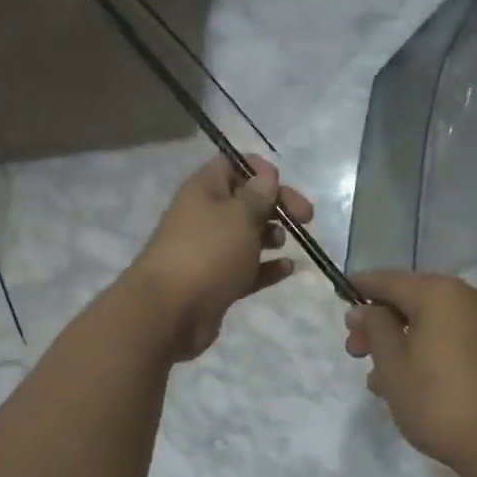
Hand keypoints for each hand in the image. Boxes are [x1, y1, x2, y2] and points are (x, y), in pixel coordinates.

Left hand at [126, 155, 314, 361]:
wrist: (170, 311)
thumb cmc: (208, 252)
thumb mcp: (239, 215)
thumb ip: (258, 196)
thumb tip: (266, 177)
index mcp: (204, 190)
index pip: (231, 165)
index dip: (258, 169)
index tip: (281, 183)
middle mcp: (204, 216)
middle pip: (245, 202)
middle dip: (275, 205)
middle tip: (306, 217)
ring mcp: (209, 252)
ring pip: (246, 236)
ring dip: (270, 235)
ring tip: (283, 243)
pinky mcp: (216, 282)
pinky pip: (247, 269)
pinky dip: (267, 268)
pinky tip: (289, 269)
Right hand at [344, 271, 476, 476]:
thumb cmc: (440, 402)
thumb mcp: (392, 365)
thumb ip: (375, 328)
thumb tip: (366, 308)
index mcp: (440, 293)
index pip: (388, 280)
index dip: (359, 288)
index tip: (338, 299)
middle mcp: (468, 297)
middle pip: (411, 298)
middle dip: (379, 322)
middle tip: (354, 352)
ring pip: (431, 321)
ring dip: (401, 340)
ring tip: (379, 378)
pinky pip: (451, 337)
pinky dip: (426, 350)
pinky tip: (410, 382)